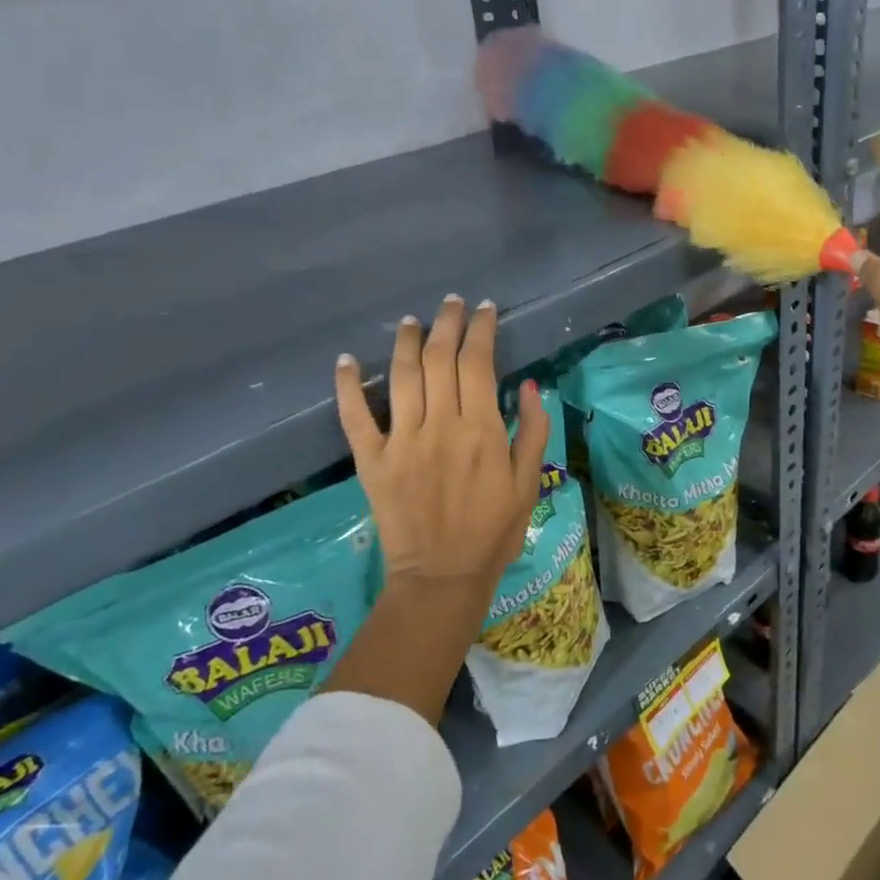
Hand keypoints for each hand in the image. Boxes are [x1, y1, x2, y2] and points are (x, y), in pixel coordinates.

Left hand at [334, 296, 548, 605]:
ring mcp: (402, 441)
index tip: (484, 309)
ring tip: (411, 320)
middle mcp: (440, 425)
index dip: (481, 330)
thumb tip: (528, 385)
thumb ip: (532, 431)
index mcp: (481, 429)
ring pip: (401, 377)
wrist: (443, 576)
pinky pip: (355, 417)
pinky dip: (348, 386)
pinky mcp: (372, 460)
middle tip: (451, 303)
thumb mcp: (529, 482)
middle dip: (446, 324)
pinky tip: (347, 360)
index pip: (478, 362)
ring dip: (405, 342)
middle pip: (439, 359)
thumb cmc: (494, 530)